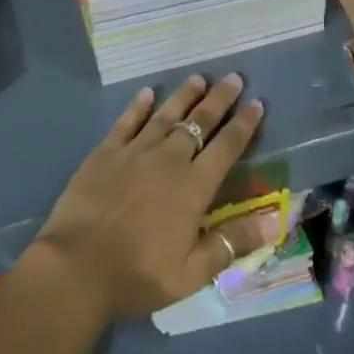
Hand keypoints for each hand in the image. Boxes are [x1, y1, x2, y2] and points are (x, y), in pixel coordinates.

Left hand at [29, 75, 274, 319]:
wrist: (77, 266)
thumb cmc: (139, 275)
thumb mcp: (193, 272)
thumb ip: (233, 242)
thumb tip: (276, 219)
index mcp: (192, 187)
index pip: (226, 148)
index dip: (244, 124)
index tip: (257, 102)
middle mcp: (167, 159)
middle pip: (198, 122)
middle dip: (218, 99)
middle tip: (233, 78)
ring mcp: (134, 151)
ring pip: (165, 115)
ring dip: (184, 96)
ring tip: (198, 78)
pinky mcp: (105, 152)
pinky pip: (126, 121)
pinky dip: (138, 106)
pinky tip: (147, 93)